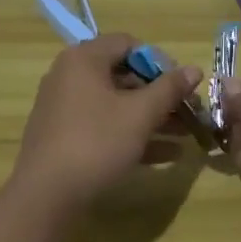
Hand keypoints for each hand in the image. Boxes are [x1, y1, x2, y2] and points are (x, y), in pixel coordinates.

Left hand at [12, 32, 202, 214]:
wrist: (45, 197)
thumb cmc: (96, 142)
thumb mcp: (140, 114)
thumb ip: (169, 89)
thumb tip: (195, 69)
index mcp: (84, 59)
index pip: (128, 44)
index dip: (159, 62)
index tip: (181, 85)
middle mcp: (70, 76)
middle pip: (123, 76)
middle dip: (160, 95)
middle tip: (188, 112)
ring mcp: (64, 108)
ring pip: (116, 104)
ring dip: (151, 117)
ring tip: (185, 135)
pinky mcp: (64, 137)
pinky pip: (104, 126)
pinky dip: (131, 134)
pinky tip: (166, 155)